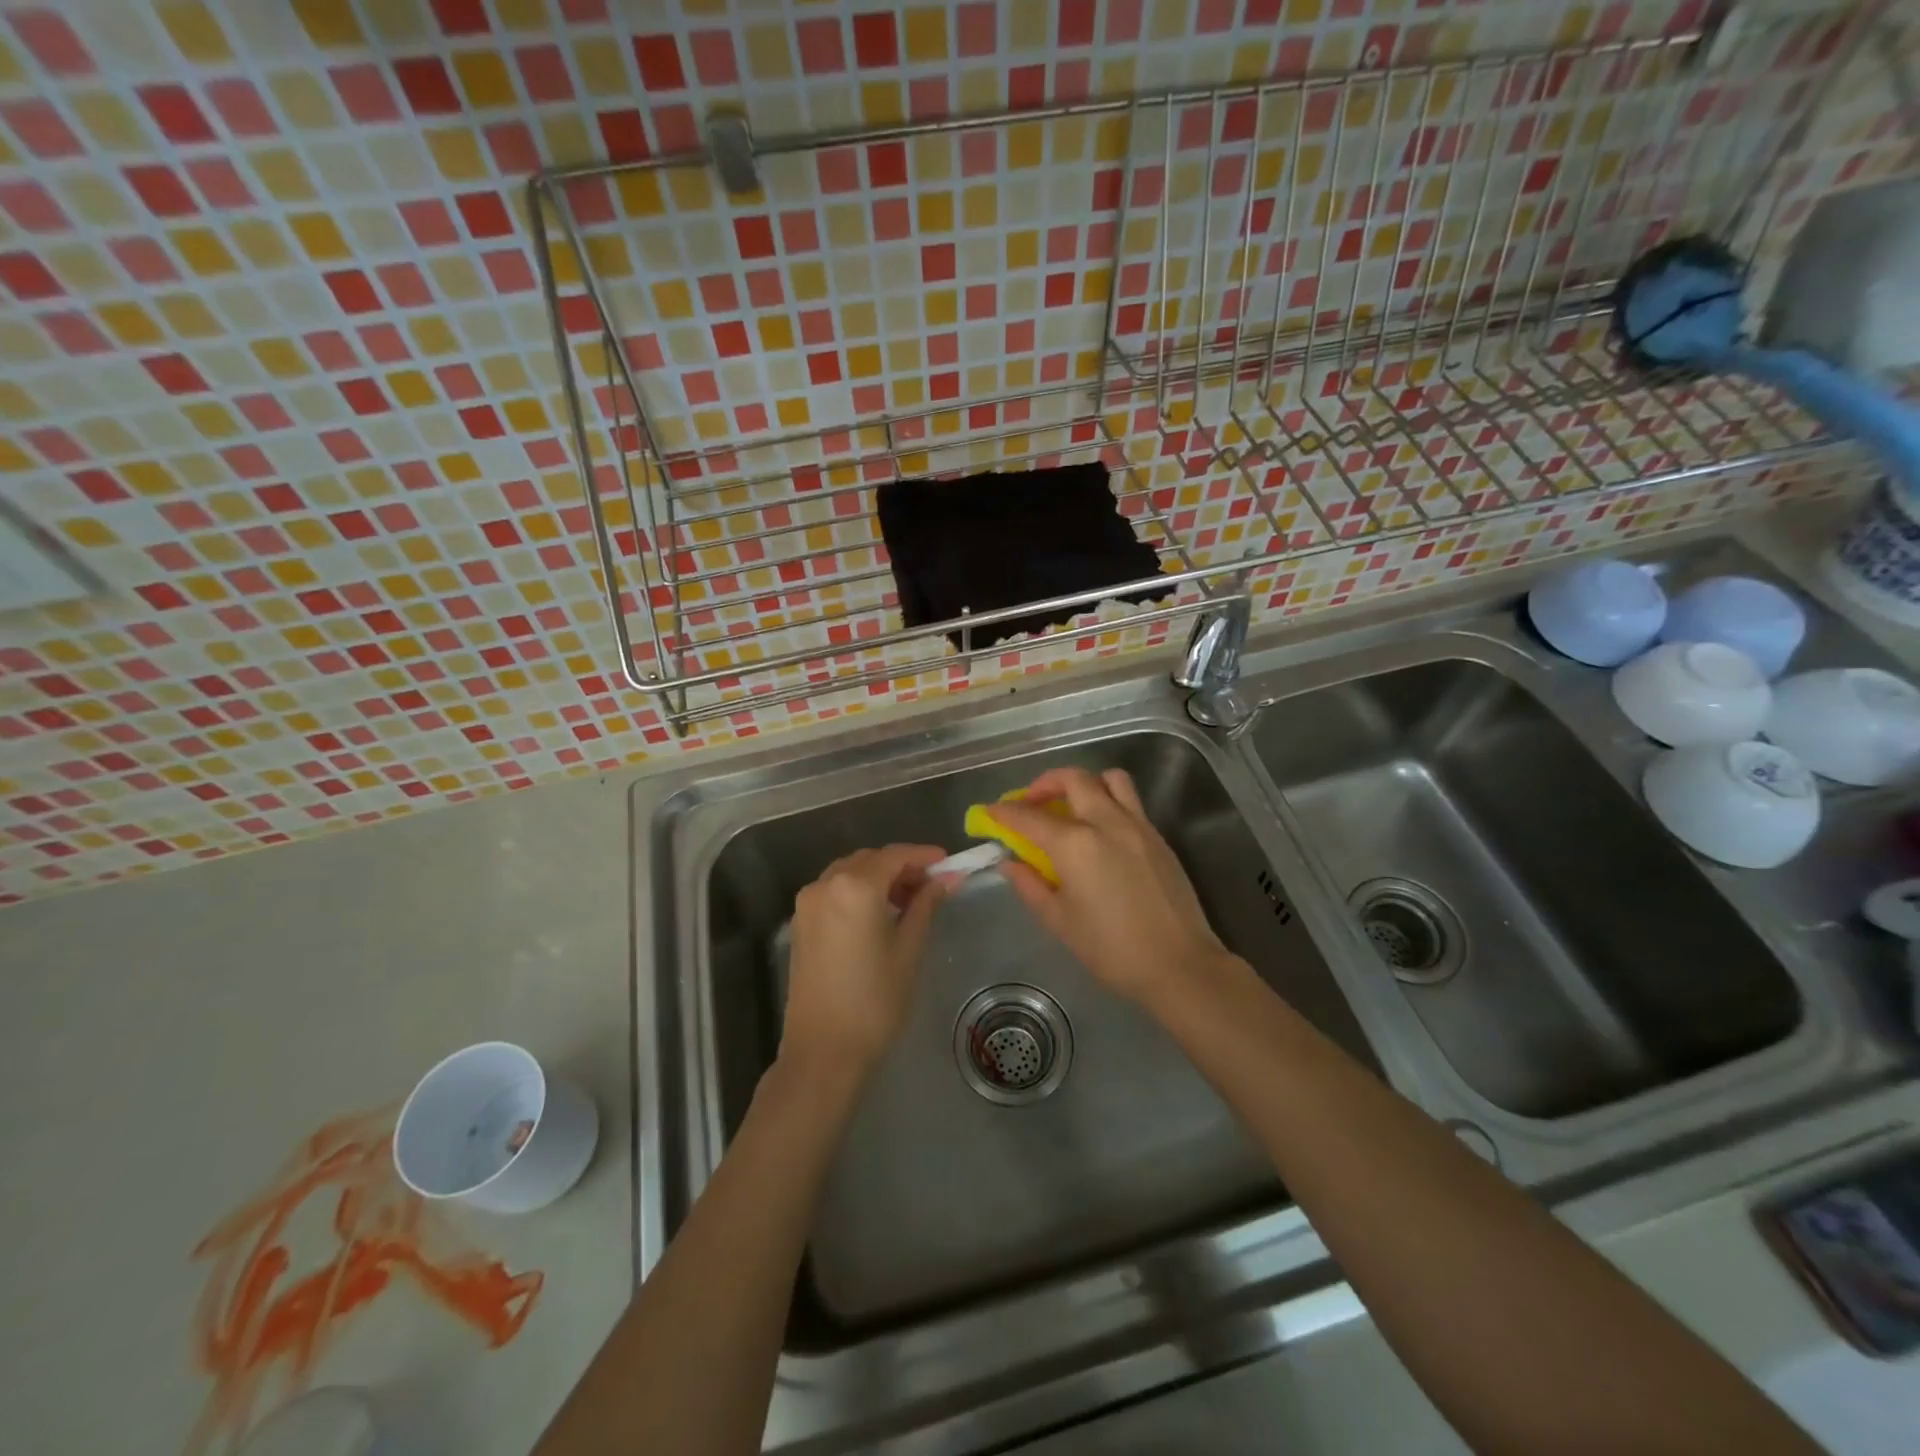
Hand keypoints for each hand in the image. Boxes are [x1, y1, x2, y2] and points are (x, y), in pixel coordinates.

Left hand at [780, 845, 948, 1084]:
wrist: (823, 1051)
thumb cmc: (874, 1001)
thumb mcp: (908, 949)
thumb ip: (926, 905)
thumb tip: (947, 878)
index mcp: (855, 887)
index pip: (895, 856)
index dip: (924, 856)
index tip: (949, 863)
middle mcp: (825, 884)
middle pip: (870, 860)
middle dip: (902, 867)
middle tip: (932, 885)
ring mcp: (808, 903)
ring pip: (850, 873)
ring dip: (879, 878)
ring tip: (909, 902)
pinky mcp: (800, 922)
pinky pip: (834, 891)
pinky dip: (858, 891)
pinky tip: (879, 914)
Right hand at [987, 768, 1234, 1007]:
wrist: (1179, 965)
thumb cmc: (1111, 950)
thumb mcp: (1059, 921)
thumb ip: (1030, 885)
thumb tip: (1010, 863)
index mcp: (1075, 844)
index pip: (1030, 817)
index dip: (1005, 812)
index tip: (990, 812)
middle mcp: (1106, 822)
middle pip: (1073, 779)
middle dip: (1045, 784)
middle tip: (1032, 803)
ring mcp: (1137, 825)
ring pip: (1109, 779)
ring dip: (1084, 783)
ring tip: (1072, 806)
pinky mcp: (1158, 836)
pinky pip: (1130, 801)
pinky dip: (1108, 801)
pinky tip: (1100, 831)